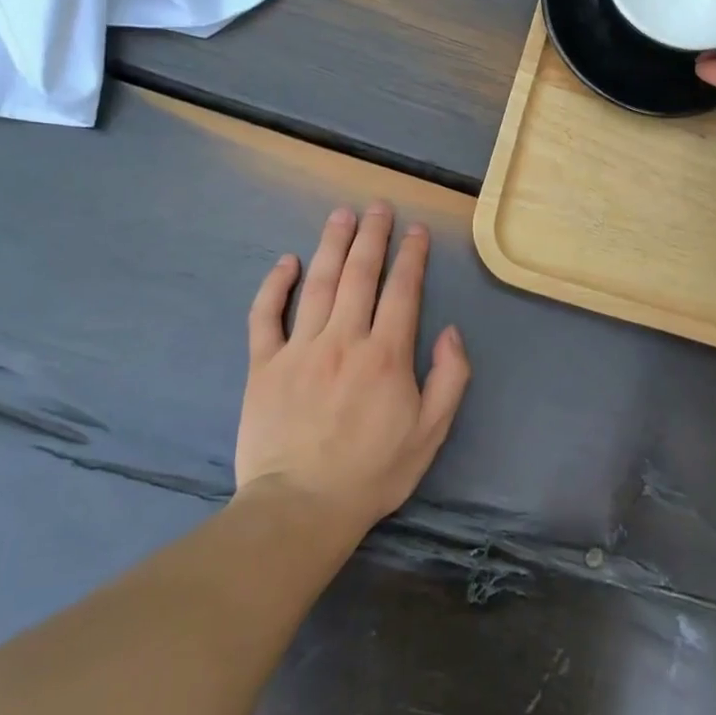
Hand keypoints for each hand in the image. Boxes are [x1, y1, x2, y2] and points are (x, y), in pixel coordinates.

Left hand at [237, 203, 469, 535]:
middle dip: (372, 236)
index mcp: (386, 354)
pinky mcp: (264, 365)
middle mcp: (343, 339)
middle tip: (377, 206)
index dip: (411, 256)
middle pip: (359, 274)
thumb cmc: (373, 472)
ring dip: (331, 244)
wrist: (301, 508)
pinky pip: (265, 315)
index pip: (402, 290)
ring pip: (317, 284)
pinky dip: (274, 285)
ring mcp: (299, 349)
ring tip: (341, 215)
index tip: (417, 230)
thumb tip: (451, 330)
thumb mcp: (431, 432)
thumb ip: (450, 377)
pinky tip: (286, 261)